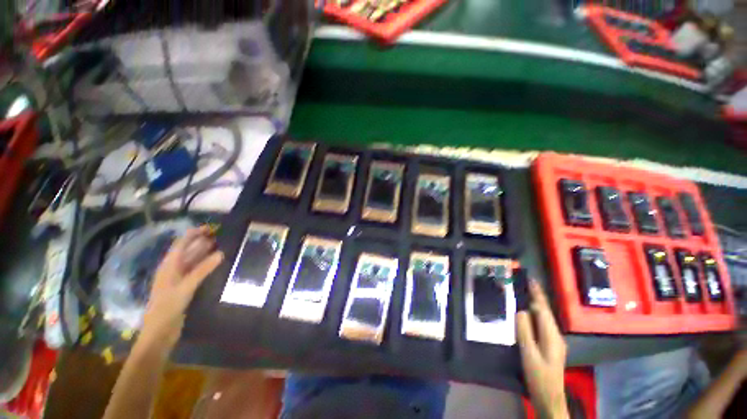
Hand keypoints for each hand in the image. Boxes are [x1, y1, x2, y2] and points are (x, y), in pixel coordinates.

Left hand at [140, 226, 223, 348]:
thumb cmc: (168, 307)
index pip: (181, 244)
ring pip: (192, 261)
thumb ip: (203, 270)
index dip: (193, 234)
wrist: (160, 331)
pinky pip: (196, 271)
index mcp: (169, 266)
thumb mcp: (186, 287)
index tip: (209, 228)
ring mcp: (178, 279)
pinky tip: (214, 264)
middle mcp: (173, 269)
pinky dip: (205, 265)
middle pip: (187, 251)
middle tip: (218, 236)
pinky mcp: (184, 287)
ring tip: (219, 246)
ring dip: (203, 253)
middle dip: (200, 242)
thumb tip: (221, 253)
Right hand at [517, 280, 568, 418]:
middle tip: (525, 283)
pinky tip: (527, 313)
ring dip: (535, 305)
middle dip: (536, 297)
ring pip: (544, 318)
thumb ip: (525, 331)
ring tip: (524, 293)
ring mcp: (554, 341)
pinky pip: (541, 324)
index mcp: (552, 336)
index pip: (543, 309)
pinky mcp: (550, 345)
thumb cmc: (539, 376)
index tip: (531, 280)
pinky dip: (534, 315)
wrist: (549, 398)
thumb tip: (520, 310)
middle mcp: (556, 335)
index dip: (537, 294)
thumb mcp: (529, 354)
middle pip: (545, 312)